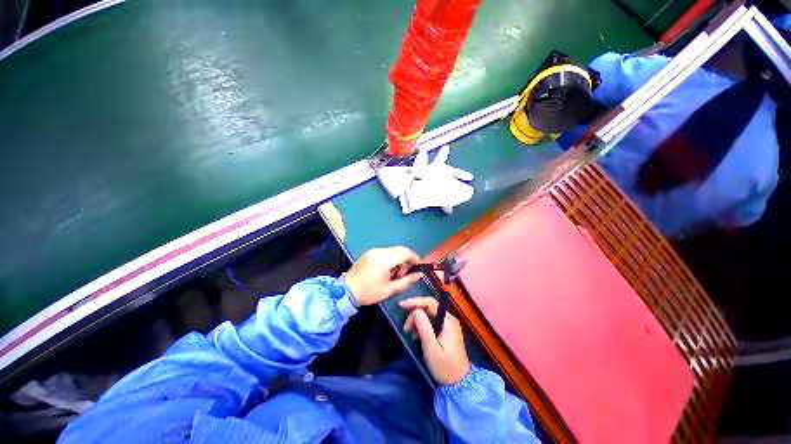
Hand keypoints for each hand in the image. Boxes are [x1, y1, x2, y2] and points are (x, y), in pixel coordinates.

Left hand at [344, 247, 421, 305]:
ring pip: (393, 250)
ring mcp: (373, 251)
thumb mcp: (390, 289)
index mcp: (384, 259)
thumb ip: (406, 281)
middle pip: (400, 250)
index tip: (419, 267)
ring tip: (393, 275)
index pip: (405, 252)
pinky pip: (386, 252)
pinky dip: (391, 259)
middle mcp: (379, 251)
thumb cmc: (369, 292)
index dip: (415, 258)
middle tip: (402, 275)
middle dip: (406, 261)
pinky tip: (386, 271)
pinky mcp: (370, 253)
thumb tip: (419, 275)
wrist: (346, 291)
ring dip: (398, 260)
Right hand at [400, 297, 469, 385]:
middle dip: (415, 312)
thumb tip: (416, 311)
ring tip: (410, 332)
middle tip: (406, 326)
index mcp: (448, 322)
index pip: (430, 303)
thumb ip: (424, 328)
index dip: (415, 302)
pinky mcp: (447, 330)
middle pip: (430, 307)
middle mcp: (450, 319)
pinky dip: (422, 324)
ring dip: (418, 319)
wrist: (460, 384)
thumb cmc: (445, 368)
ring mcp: (449, 324)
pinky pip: (432, 320)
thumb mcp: (432, 350)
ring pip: (430, 313)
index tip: (402, 305)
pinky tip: (417, 335)